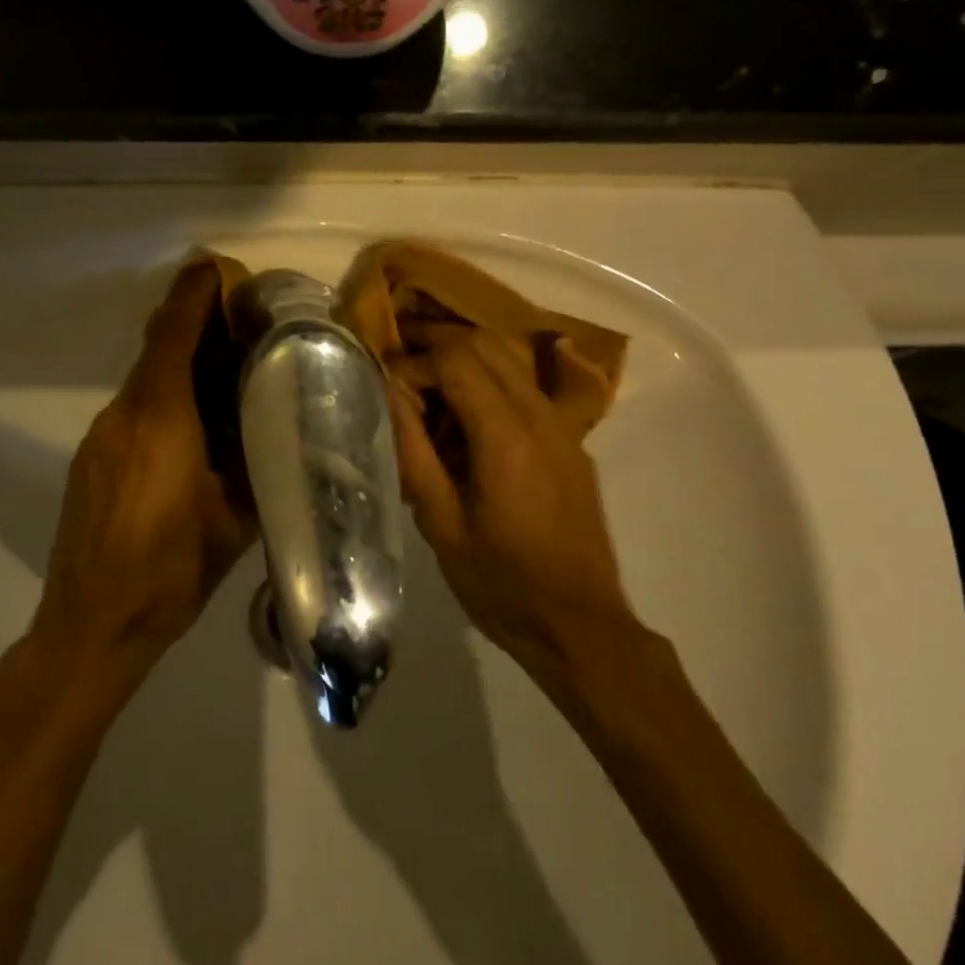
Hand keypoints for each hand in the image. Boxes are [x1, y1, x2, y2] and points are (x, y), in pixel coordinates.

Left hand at [31, 260, 255, 677]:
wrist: (88, 627)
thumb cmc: (169, 573)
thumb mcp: (233, 520)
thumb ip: (257, 464)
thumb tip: (280, 428)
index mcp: (161, 421)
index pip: (173, 334)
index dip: (195, 294)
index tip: (221, 269)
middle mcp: (123, 415)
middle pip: (160, 350)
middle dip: (199, 328)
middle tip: (248, 327)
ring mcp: (100, 437)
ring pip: (147, 381)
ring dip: (184, 367)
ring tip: (230, 378)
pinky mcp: (91, 459)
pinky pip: (134, 410)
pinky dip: (166, 399)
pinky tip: (194, 429)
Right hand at [389, 326, 632, 666]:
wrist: (579, 623)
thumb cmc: (500, 583)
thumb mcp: (441, 524)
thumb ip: (413, 451)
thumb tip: (388, 394)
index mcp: (506, 436)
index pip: (455, 360)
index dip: (414, 361)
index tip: (385, 384)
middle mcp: (540, 416)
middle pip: (486, 344)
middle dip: (437, 341)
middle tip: (398, 359)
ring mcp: (563, 426)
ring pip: (510, 360)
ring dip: (465, 359)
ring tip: (426, 386)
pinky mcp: (571, 442)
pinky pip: (526, 389)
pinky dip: (490, 382)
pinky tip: (465, 419)